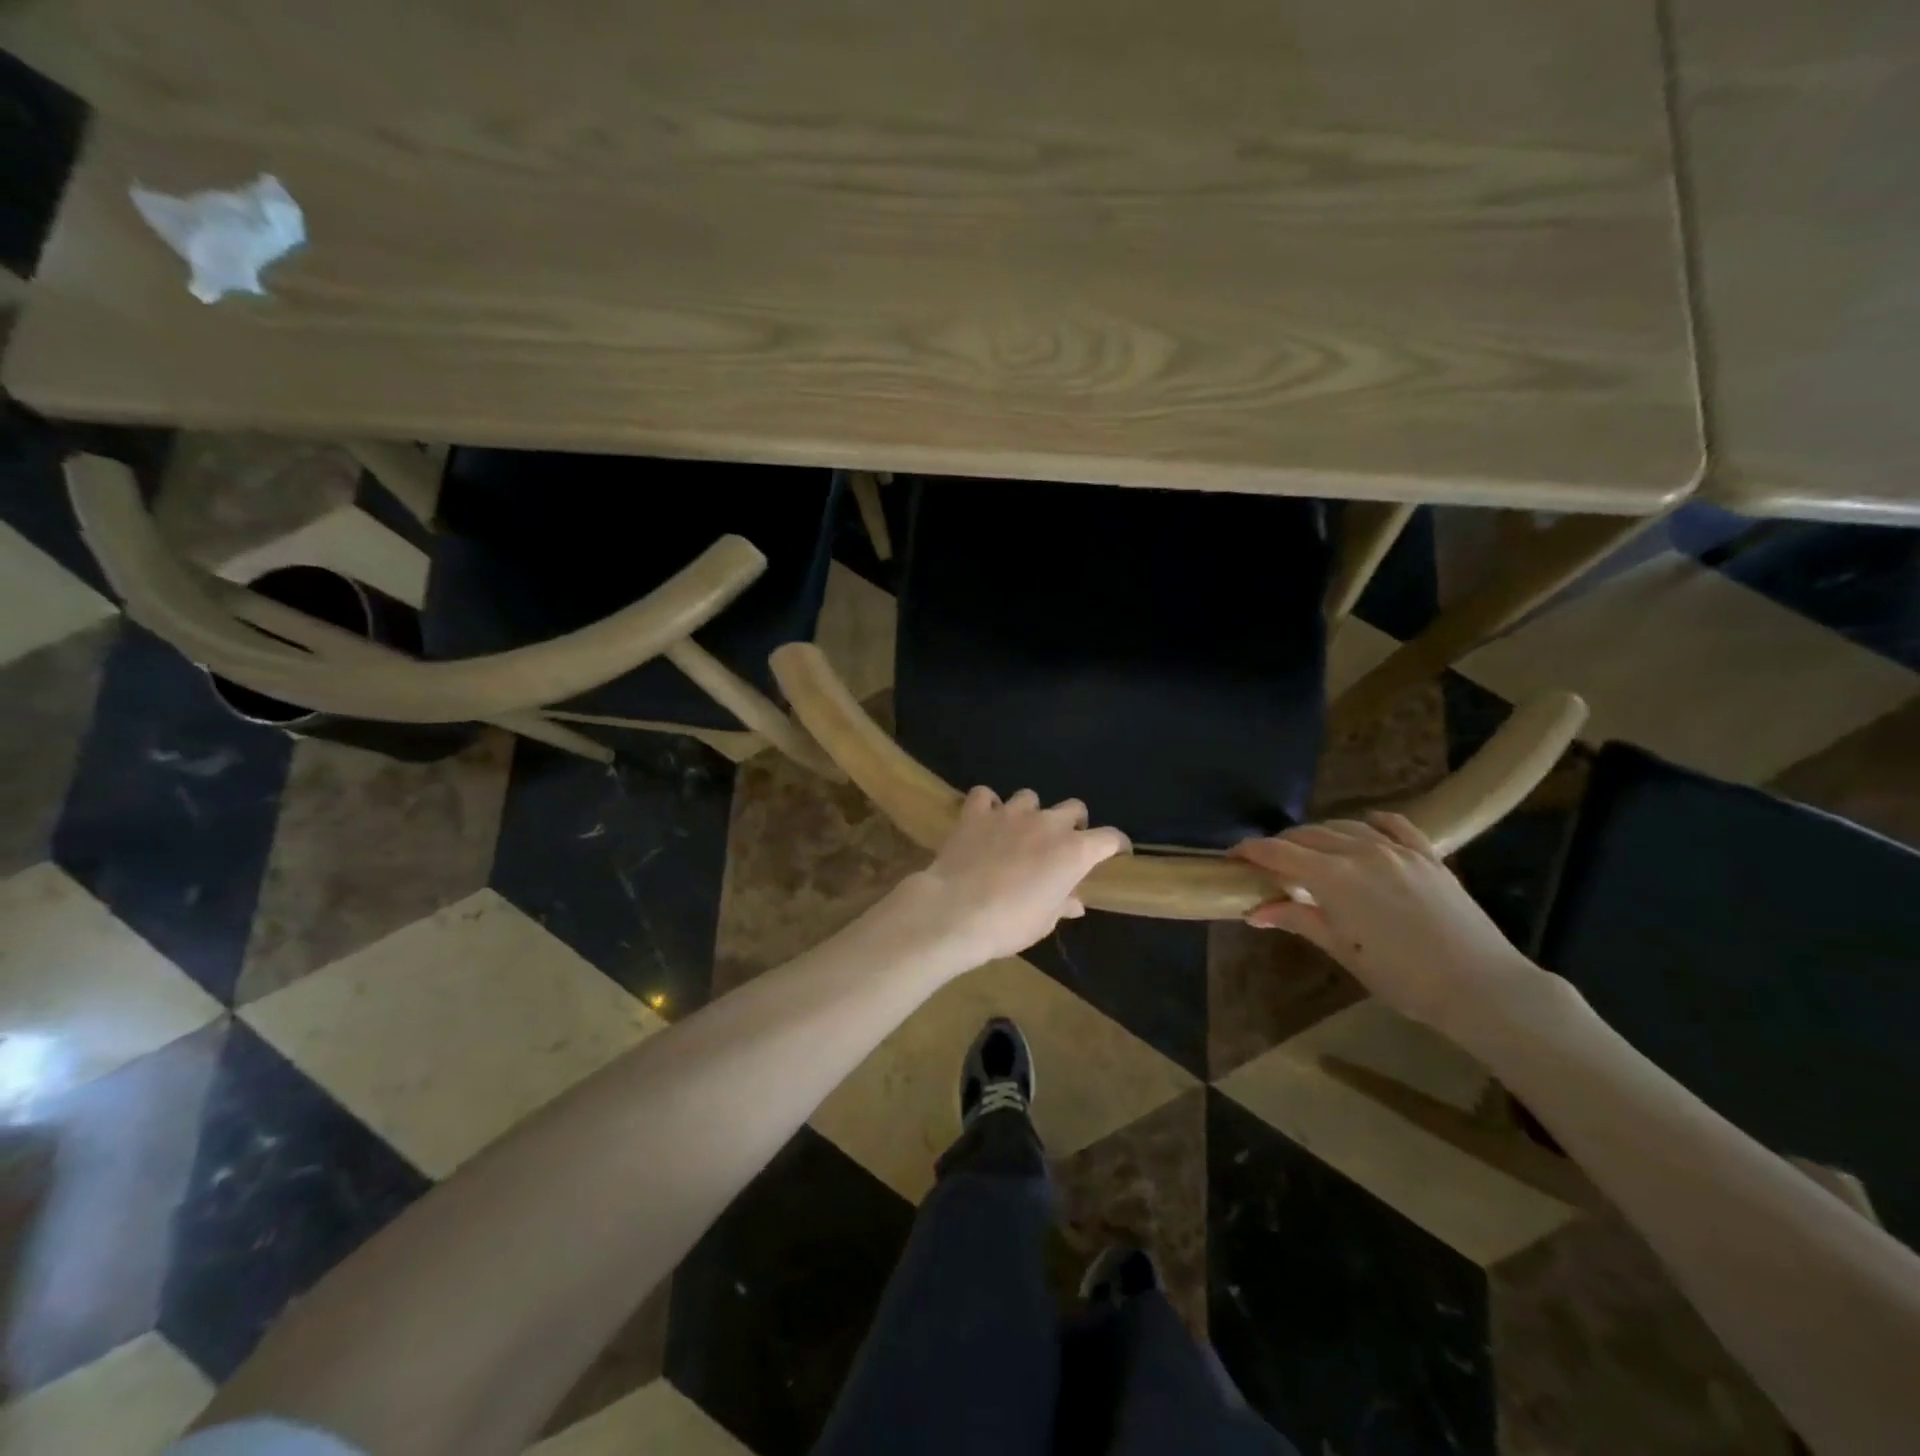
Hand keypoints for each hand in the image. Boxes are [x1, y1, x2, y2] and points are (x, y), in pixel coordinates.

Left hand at [902, 787, 1130, 966]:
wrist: (956, 911)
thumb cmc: (1009, 924)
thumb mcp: (1044, 922)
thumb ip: (1062, 905)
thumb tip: (1075, 902)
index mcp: (1073, 851)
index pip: (1110, 838)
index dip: (1116, 845)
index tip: (1116, 854)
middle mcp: (1047, 824)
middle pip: (1073, 808)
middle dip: (1073, 822)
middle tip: (1062, 843)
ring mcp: (1011, 813)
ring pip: (1030, 797)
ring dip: (1029, 812)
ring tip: (1019, 831)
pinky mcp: (977, 812)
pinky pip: (985, 796)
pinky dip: (987, 805)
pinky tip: (984, 819)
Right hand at [1230, 812, 1542, 1035]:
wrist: (1482, 987)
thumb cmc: (1403, 978)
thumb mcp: (1343, 951)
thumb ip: (1298, 920)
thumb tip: (1255, 911)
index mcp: (1334, 877)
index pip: (1278, 852)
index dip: (1250, 851)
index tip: (1233, 857)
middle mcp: (1361, 851)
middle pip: (1308, 835)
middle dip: (1282, 845)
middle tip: (1269, 865)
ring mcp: (1398, 850)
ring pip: (1345, 826)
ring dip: (1320, 836)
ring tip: (1311, 853)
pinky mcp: (1428, 856)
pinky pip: (1394, 825)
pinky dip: (1371, 823)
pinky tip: (1365, 827)